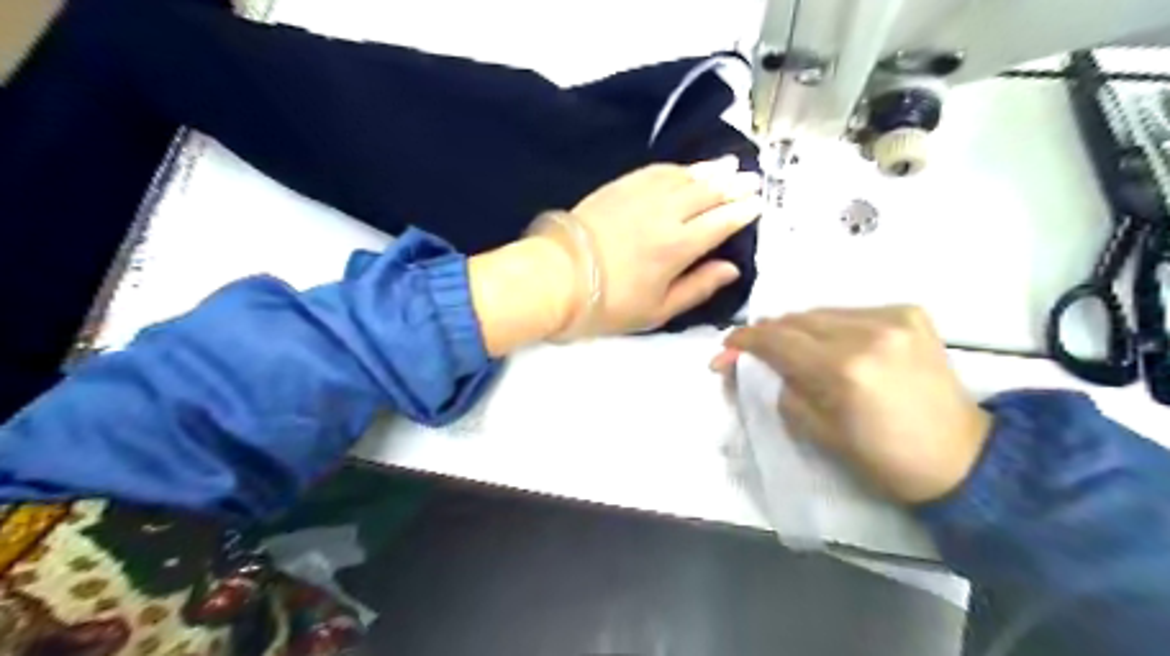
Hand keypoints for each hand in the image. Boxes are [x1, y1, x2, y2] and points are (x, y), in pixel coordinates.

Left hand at [534, 155, 765, 335]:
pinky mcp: (620, 186)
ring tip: (729, 165)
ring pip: (685, 177)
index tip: (758, 204)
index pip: (721, 222)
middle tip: (753, 179)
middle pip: (708, 192)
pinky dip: (677, 168)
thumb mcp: (659, 310)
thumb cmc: (610, 302)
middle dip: (734, 185)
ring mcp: (641, 195)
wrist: (558, 277)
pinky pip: (656, 170)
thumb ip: (698, 287)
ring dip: (710, 170)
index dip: (742, 212)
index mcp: (679, 246)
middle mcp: (666, 213)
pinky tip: (686, 168)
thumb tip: (731, 269)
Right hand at [714, 305, 994, 500]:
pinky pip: (852, 312)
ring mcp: (894, 318)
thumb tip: (759, 364)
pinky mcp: (911, 313)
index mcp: (843, 370)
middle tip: (752, 349)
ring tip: (790, 347)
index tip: (727, 345)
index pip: (778, 340)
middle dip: (768, 333)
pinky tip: (832, 343)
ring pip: (823, 312)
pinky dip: (832, 325)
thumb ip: (783, 388)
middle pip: (797, 319)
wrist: (961, 457)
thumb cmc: (883, 458)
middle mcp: (868, 332)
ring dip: (799, 328)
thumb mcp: (817, 431)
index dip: (746, 339)